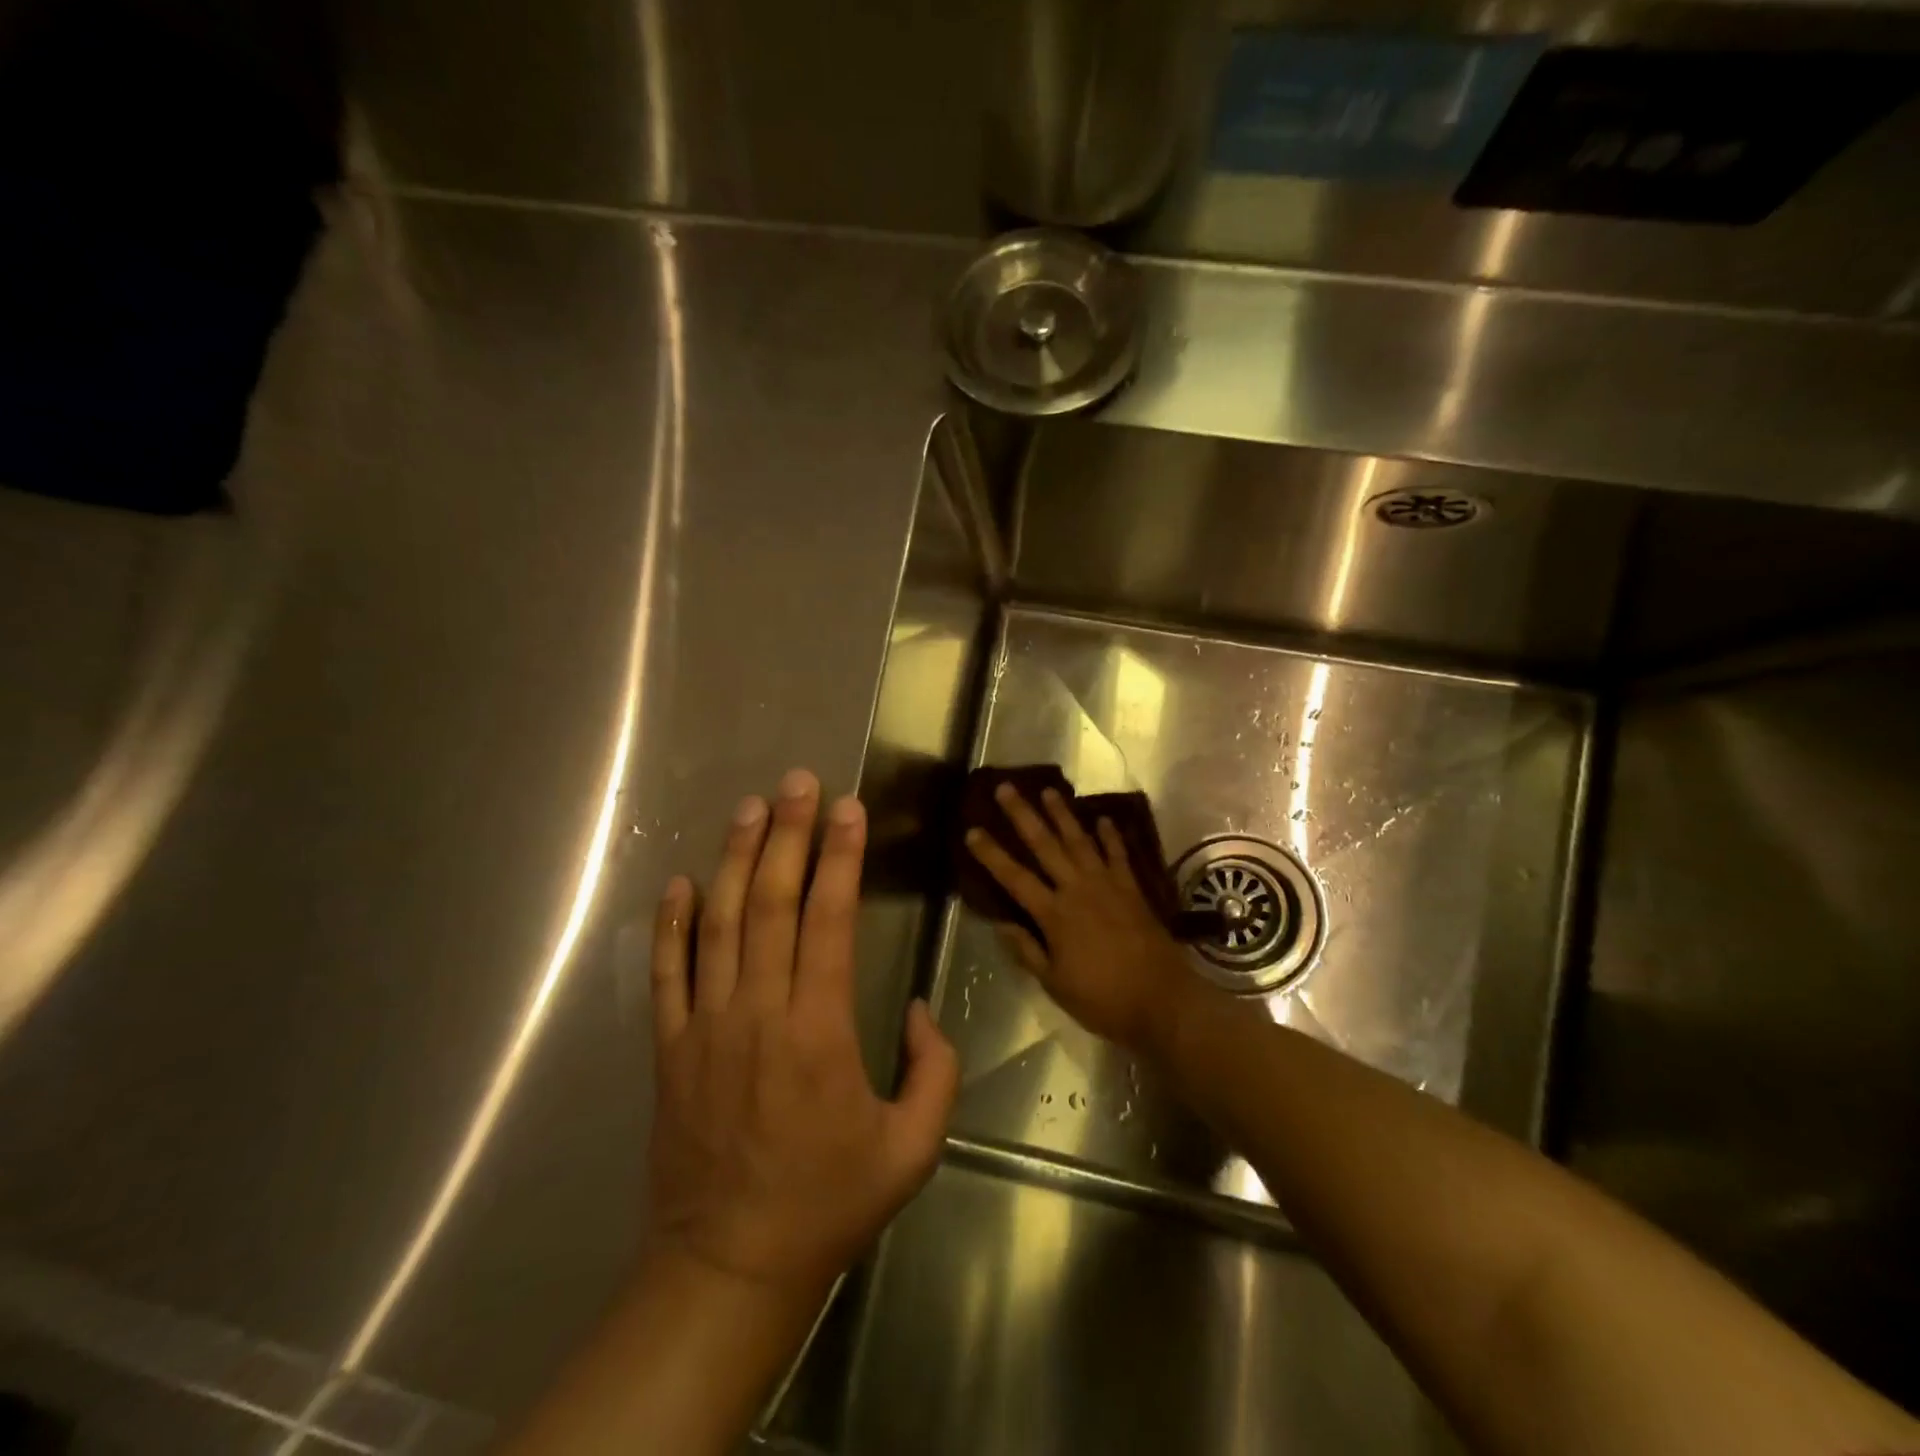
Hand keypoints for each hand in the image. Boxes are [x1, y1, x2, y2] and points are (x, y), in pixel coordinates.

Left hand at [643, 769, 958, 1308]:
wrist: (730, 1267)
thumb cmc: (829, 1204)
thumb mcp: (914, 1149)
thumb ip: (934, 1071)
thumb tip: (917, 1008)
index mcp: (820, 1031)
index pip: (829, 920)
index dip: (840, 858)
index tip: (847, 809)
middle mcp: (759, 1013)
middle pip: (772, 904)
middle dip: (787, 835)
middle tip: (797, 783)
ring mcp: (706, 1027)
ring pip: (719, 925)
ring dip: (734, 860)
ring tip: (748, 808)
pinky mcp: (671, 1049)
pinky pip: (667, 975)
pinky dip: (671, 925)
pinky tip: (679, 882)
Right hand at [964, 783, 1195, 1056]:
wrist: (1163, 1000)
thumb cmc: (1103, 999)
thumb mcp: (1055, 983)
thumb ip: (1027, 950)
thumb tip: (1000, 924)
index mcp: (1054, 914)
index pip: (1014, 878)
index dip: (991, 854)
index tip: (972, 831)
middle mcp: (1078, 889)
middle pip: (1045, 845)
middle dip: (1023, 815)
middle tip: (1006, 788)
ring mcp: (1107, 885)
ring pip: (1080, 840)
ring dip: (1062, 814)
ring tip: (1048, 791)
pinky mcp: (1132, 889)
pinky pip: (1118, 854)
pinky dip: (1110, 836)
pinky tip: (1103, 818)